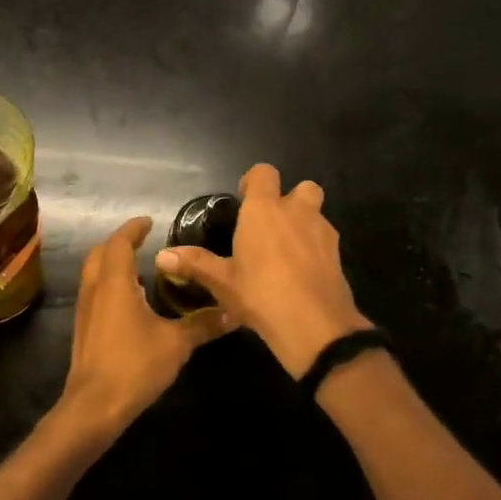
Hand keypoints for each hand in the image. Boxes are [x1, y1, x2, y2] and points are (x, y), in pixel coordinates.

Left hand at [54, 216, 230, 444]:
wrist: (94, 406)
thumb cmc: (134, 365)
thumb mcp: (176, 343)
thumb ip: (202, 324)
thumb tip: (233, 311)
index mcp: (115, 283)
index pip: (119, 244)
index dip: (133, 229)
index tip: (149, 222)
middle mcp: (95, 290)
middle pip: (100, 254)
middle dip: (119, 243)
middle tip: (143, 241)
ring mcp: (85, 310)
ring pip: (94, 273)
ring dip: (112, 264)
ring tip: (140, 267)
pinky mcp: (84, 329)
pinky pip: (95, 293)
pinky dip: (110, 284)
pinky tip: (131, 301)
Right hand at [154, 163, 369, 378]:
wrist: (315, 326)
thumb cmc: (260, 294)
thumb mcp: (222, 282)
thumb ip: (195, 264)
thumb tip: (162, 256)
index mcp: (264, 210)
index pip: (264, 173)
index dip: (254, 181)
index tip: (244, 198)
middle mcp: (296, 212)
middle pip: (302, 187)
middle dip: (289, 198)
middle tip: (270, 224)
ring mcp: (322, 232)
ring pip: (316, 213)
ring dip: (304, 222)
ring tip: (285, 250)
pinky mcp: (338, 255)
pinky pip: (325, 240)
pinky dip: (314, 247)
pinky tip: (300, 272)